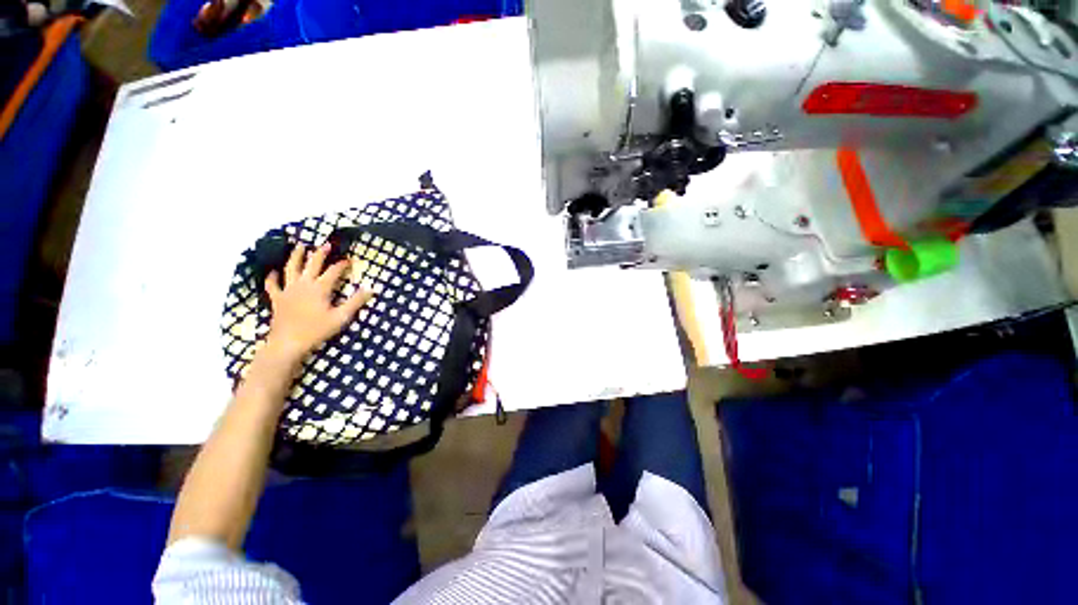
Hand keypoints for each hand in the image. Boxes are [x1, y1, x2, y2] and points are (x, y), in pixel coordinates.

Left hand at [263, 244, 372, 360]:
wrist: (288, 343)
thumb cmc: (317, 330)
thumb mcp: (341, 317)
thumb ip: (356, 302)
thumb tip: (371, 289)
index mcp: (320, 288)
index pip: (333, 272)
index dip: (341, 265)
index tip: (349, 260)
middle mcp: (303, 285)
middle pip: (312, 264)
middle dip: (319, 253)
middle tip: (325, 244)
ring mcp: (288, 290)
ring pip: (290, 268)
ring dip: (295, 256)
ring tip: (299, 247)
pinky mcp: (277, 299)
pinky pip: (273, 285)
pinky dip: (272, 277)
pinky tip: (273, 271)